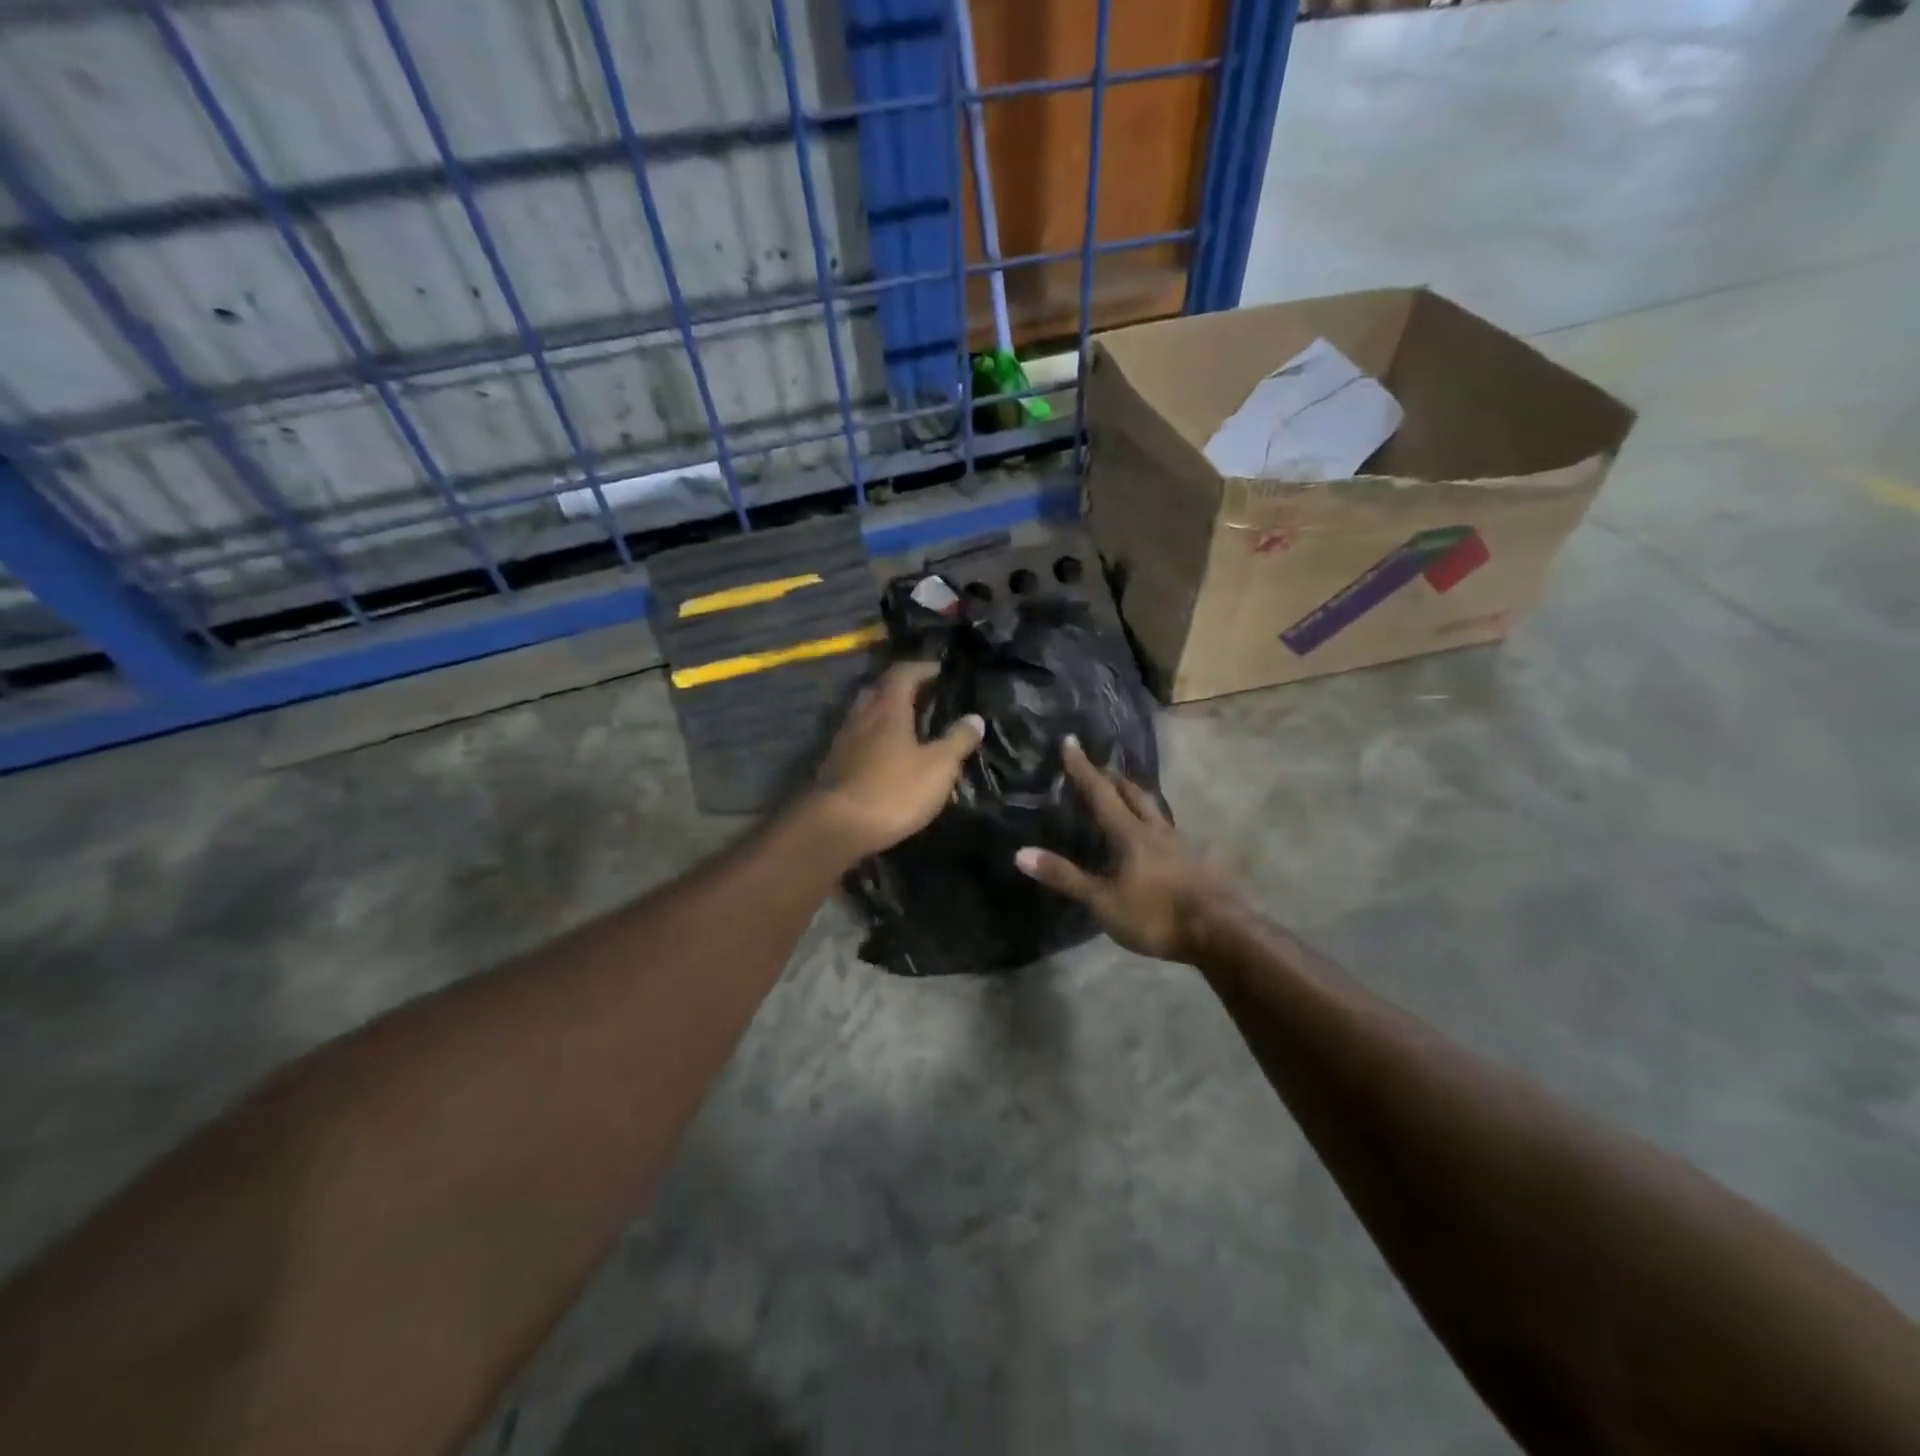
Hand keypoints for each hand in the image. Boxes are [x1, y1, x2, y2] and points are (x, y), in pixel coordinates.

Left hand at [809, 662, 984, 858]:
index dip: (923, 668)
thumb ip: (957, 740)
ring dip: (886, 716)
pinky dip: (875, 741)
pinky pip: (858, 741)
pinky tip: (888, 758)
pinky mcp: (834, 766)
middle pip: (879, 691)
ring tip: (910, 729)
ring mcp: (843, 741)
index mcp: (887, 708)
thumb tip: (975, 717)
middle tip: (926, 698)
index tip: (941, 671)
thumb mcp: (938, 767)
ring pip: (866, 716)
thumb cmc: (893, 790)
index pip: (903, 673)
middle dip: (902, 689)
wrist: (835, 827)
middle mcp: (861, 716)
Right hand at [1014, 738, 1241, 962]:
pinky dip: (1155, 823)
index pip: (1100, 792)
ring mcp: (1180, 844)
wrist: (1219, 932)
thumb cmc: (1155, 915)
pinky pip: (1170, 832)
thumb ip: (1065, 876)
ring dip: (1137, 797)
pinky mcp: (1196, 861)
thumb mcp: (1103, 901)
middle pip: (1133, 794)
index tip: (1071, 742)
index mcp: (1129, 834)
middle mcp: (1156, 830)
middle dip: (1113, 778)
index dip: (1082, 768)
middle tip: (1100, 767)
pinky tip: (1158, 837)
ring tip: (1127, 794)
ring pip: (1155, 810)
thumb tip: (1020, 853)